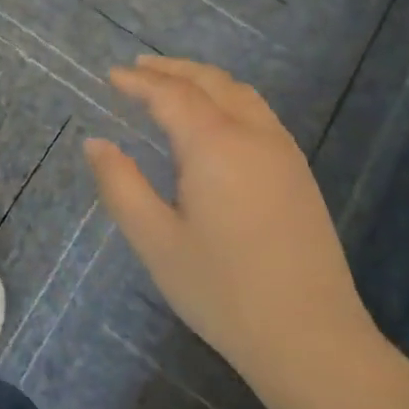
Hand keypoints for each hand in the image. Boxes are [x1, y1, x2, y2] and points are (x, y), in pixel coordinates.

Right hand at [83, 55, 380, 402]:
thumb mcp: (155, 240)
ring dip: (202, 79)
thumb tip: (96, 143)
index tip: (111, 76)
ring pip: (240, 93)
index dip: (138, 82)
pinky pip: (259, 113)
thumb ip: (120, 184)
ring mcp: (283, 153)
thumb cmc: (222, 290)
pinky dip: (228, 97)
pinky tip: (215, 118)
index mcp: (214, 145)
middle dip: (171, 69)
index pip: (170, 95)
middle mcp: (253, 135)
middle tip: (137, 69)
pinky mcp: (299, 174)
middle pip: (210, 82)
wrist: (312, 339)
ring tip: (172, 83)